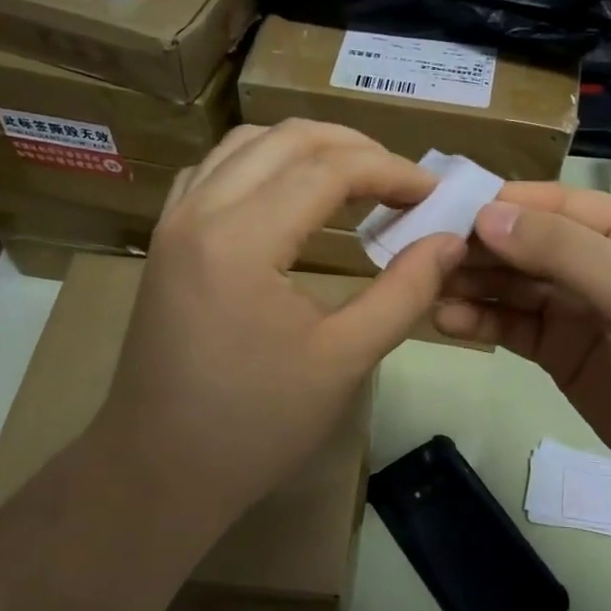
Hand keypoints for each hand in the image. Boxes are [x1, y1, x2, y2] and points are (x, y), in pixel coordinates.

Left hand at [87, 121, 464, 526]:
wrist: (159, 472)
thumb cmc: (256, 426)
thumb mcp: (344, 360)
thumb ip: (405, 292)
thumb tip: (451, 241)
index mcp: (242, 239)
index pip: (330, 169)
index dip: (392, 172)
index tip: (434, 194)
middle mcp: (199, 211)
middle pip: (287, 138)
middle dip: (355, 148)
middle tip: (402, 182)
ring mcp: (173, 223)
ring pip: (246, 144)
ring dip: (307, 149)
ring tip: (356, 179)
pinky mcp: (164, 242)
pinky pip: (214, 171)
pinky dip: (261, 164)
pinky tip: (288, 194)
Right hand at [433, 183, 610, 511]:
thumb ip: (565, 253)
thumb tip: (487, 214)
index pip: (556, 204)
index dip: (502, 204)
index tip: (442, 209)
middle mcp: (600, 265)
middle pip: (527, 243)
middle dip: (477, 245)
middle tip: (418, 251)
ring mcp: (578, 312)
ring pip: (513, 285)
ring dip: (471, 283)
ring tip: (423, 285)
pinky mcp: (560, 354)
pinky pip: (512, 327)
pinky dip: (480, 322)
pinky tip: (446, 321)